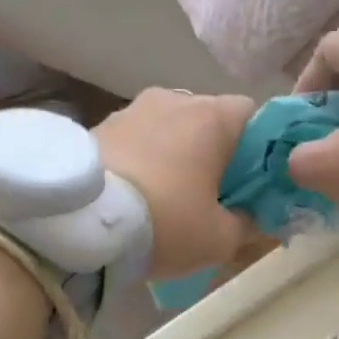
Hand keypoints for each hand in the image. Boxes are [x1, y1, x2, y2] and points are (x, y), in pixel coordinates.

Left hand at [96, 89, 257, 276]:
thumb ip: (247, 223)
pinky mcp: (97, 126)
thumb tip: (252, 216)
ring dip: (176, 154)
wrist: (79, 224)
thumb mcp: (219, 239)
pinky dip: (143, 159)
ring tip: (167, 196)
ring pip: (170, 127)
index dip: (259, 148)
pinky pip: (136, 139)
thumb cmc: (165, 223)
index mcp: (212, 117)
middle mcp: (173, 99)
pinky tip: (135, 194)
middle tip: (212, 194)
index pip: (253, 114)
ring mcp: (130, 109)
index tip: (252, 181)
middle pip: (209, 119)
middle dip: (215, 152)